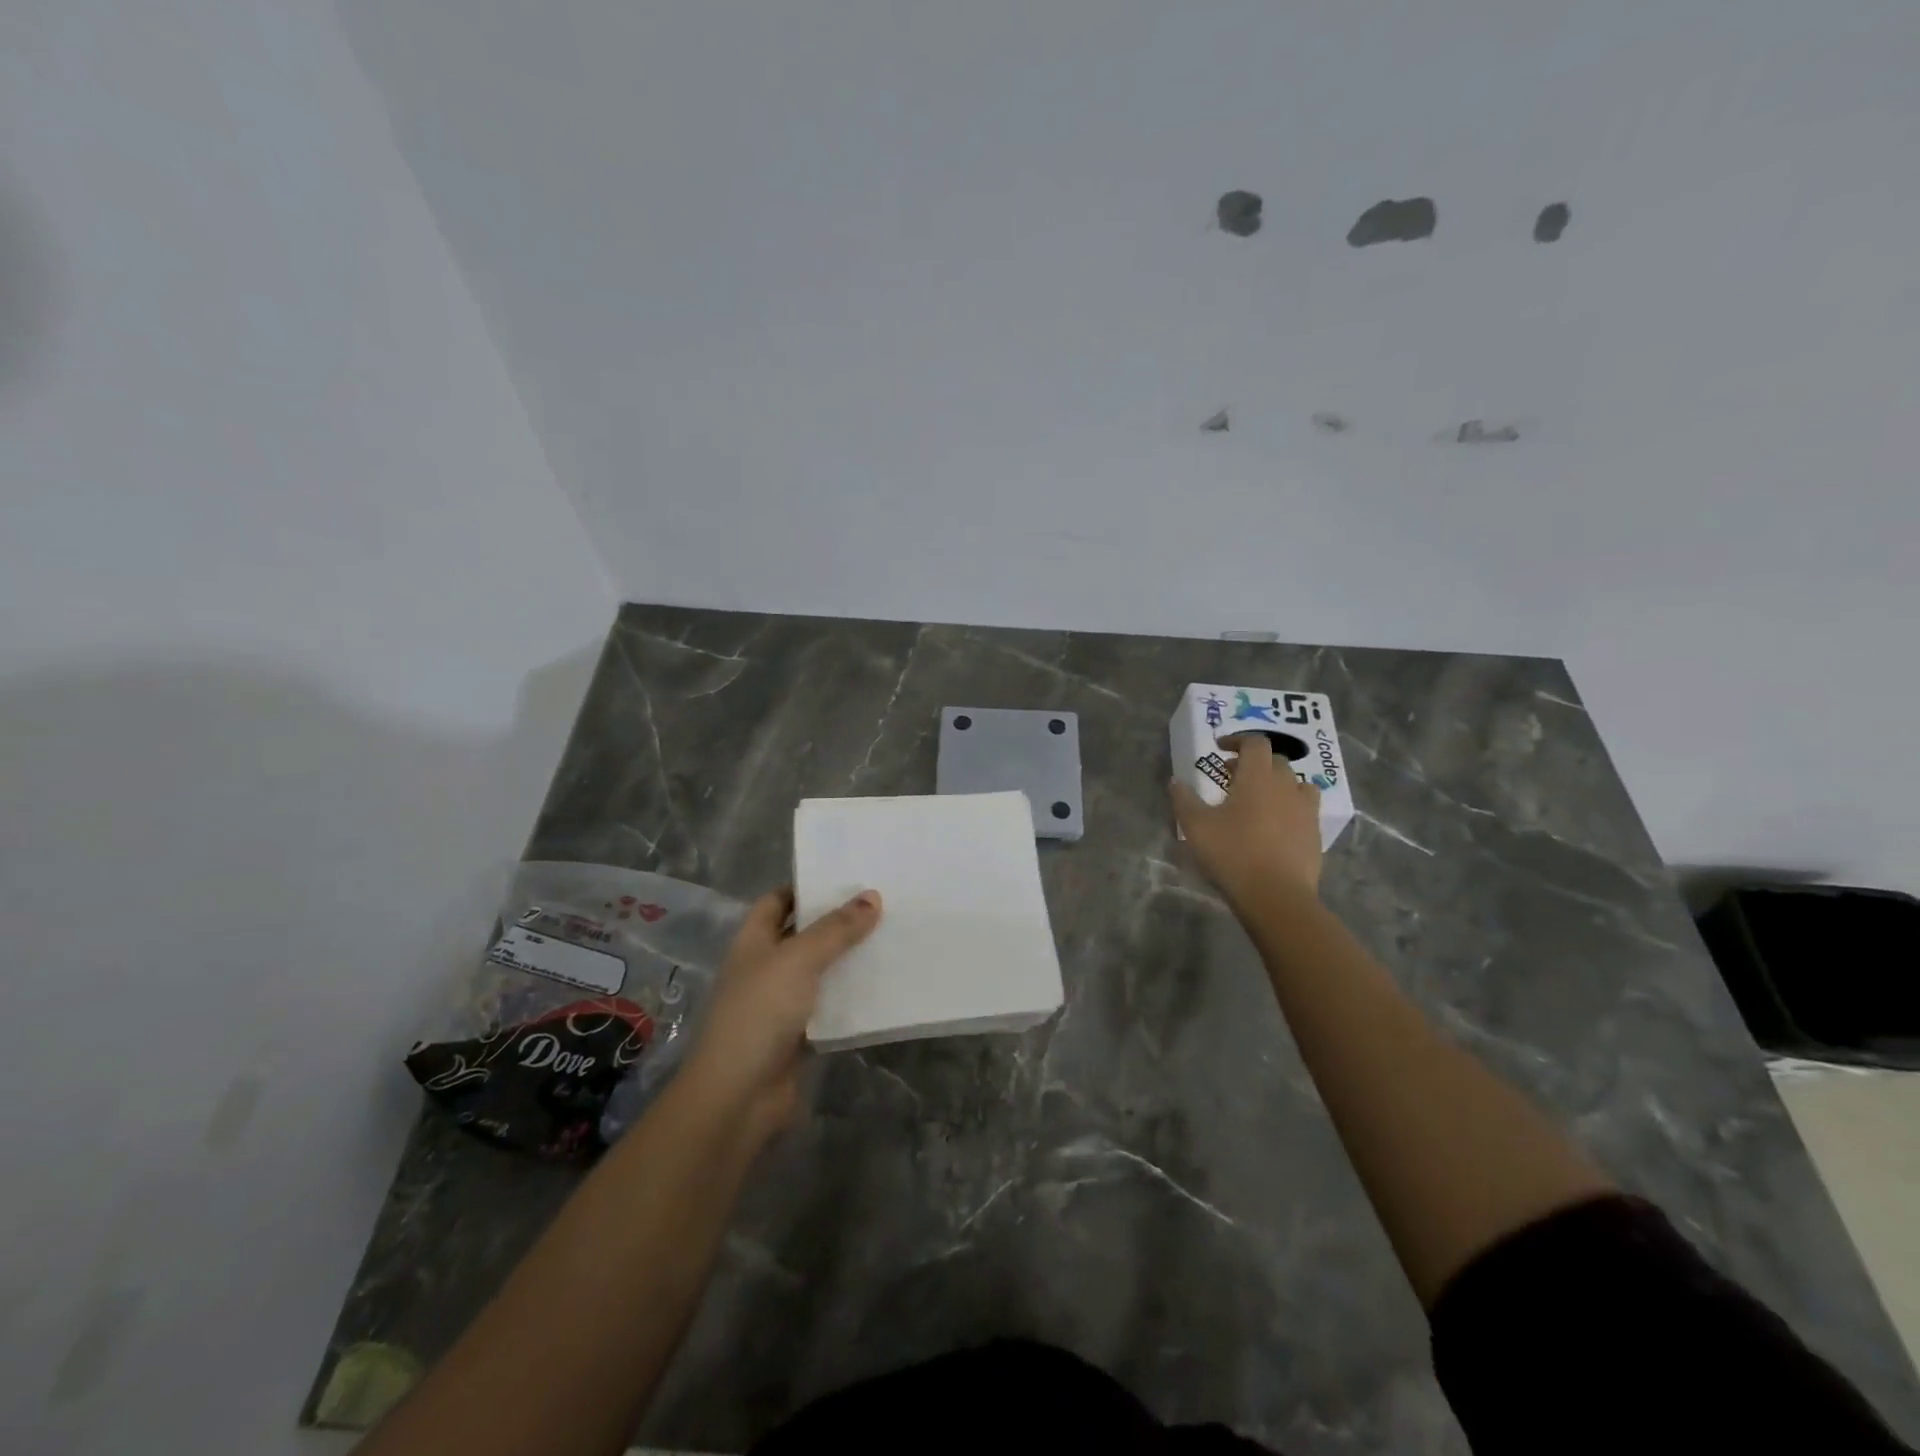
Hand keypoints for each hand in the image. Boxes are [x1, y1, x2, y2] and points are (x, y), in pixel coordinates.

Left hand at [681, 886, 880, 1139]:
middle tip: (883, 904)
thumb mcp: (799, 960)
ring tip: (892, 937)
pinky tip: (884, 984)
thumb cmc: (760, 1013)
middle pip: (804, 934)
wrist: (738, 1096)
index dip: (807, 888)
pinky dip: (852, 996)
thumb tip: (873, 896)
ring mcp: (782, 1002)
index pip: (778, 901)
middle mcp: (766, 966)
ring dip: (849, 959)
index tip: (848, 878)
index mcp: (754, 941)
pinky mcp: (800, 1035)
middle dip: (837, 922)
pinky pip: (830, 1006)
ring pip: (820, 971)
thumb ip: (836, 929)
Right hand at [1170, 733, 1322, 906]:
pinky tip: (1275, 826)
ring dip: (1277, 784)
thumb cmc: (1232, 854)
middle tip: (1231, 778)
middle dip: (1254, 763)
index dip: (1238, 741)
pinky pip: (1304, 809)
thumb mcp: (1196, 826)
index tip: (1221, 749)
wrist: (1275, 896)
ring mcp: (1305, 811)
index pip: (1255, 743)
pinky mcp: (1314, 834)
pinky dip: (1290, 808)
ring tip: (1259, 799)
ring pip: (1296, 784)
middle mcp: (1286, 786)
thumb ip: (1184, 799)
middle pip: (1276, 761)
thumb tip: (1176, 781)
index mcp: (1257, 778)